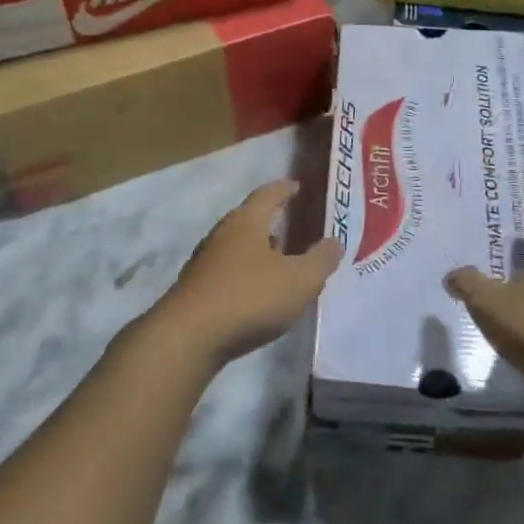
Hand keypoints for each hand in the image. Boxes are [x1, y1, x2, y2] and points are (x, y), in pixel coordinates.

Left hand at [155, 180, 342, 366]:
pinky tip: (257, 292)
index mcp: (246, 223)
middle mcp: (221, 236)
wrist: (188, 338)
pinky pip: (228, 272)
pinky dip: (246, 274)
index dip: (284, 189)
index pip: (266, 195)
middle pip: (248, 220)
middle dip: (271, 221)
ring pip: (236, 247)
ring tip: (279, 260)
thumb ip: (320, 260)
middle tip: (292, 226)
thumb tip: (334, 241)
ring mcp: (204, 263)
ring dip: (258, 250)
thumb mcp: (299, 280)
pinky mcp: (196, 290)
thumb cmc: (249, 298)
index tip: (297, 186)